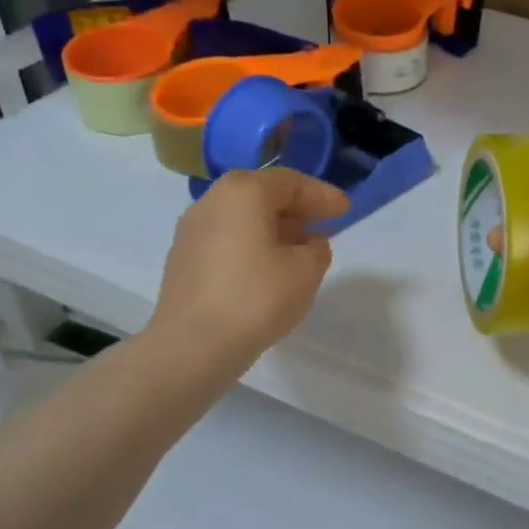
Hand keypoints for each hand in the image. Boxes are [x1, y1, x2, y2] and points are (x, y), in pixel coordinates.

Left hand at [152, 168, 348, 368]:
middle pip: (262, 194)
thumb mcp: (307, 270)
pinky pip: (226, 239)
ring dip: (274, 228)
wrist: (192, 346)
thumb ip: (317, 248)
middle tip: (324, 225)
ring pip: (242, 217)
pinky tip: (267, 269)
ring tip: (299, 250)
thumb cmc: (256, 298)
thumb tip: (308, 243)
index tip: (345, 211)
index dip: (322, 195)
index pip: (291, 182)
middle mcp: (212, 201)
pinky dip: (251, 245)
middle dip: (297, 209)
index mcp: (243, 192)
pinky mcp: (183, 259)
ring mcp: (191, 230)